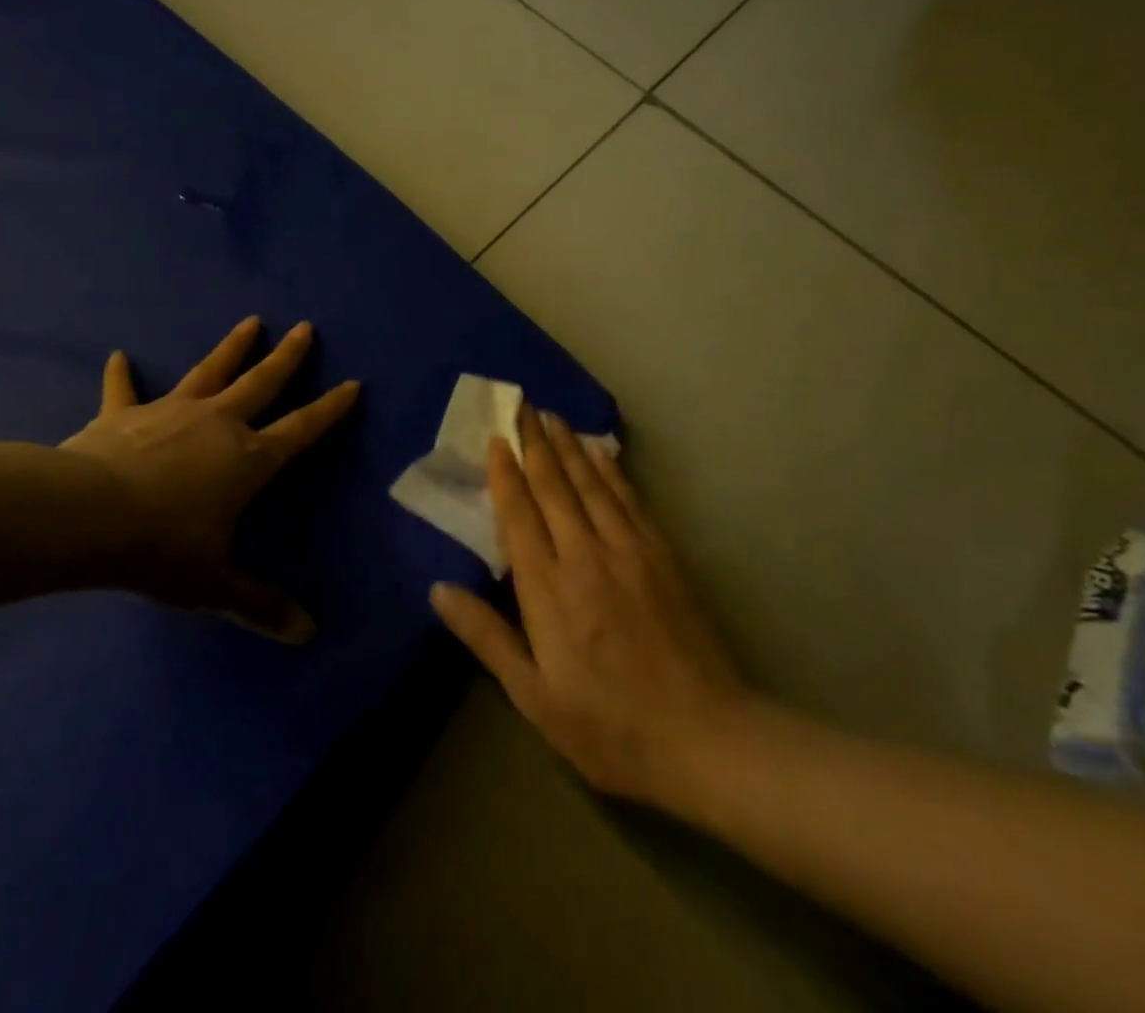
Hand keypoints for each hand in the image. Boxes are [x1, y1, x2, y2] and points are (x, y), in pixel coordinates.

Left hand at [59, 316, 358, 642]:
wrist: (89, 518)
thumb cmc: (162, 548)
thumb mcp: (214, 585)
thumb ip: (260, 605)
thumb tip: (308, 635)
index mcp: (248, 459)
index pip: (302, 430)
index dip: (330, 409)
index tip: (352, 384)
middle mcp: (218, 424)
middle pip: (262, 383)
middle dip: (287, 357)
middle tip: (304, 327)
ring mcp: (171, 411)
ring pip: (210, 371)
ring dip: (231, 347)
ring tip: (250, 322)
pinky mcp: (125, 413)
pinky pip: (124, 390)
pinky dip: (122, 375)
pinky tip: (118, 355)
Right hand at [430, 407, 755, 813]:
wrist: (705, 739)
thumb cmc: (608, 725)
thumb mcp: (533, 696)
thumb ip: (486, 637)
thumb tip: (438, 589)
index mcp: (547, 589)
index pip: (519, 515)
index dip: (506, 474)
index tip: (497, 438)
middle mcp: (584, 555)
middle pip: (554, 487)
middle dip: (535, 443)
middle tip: (523, 405)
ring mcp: (628, 551)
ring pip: (591, 485)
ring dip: (569, 447)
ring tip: (553, 417)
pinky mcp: (662, 556)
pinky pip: (630, 500)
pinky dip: (612, 472)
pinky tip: (602, 453)